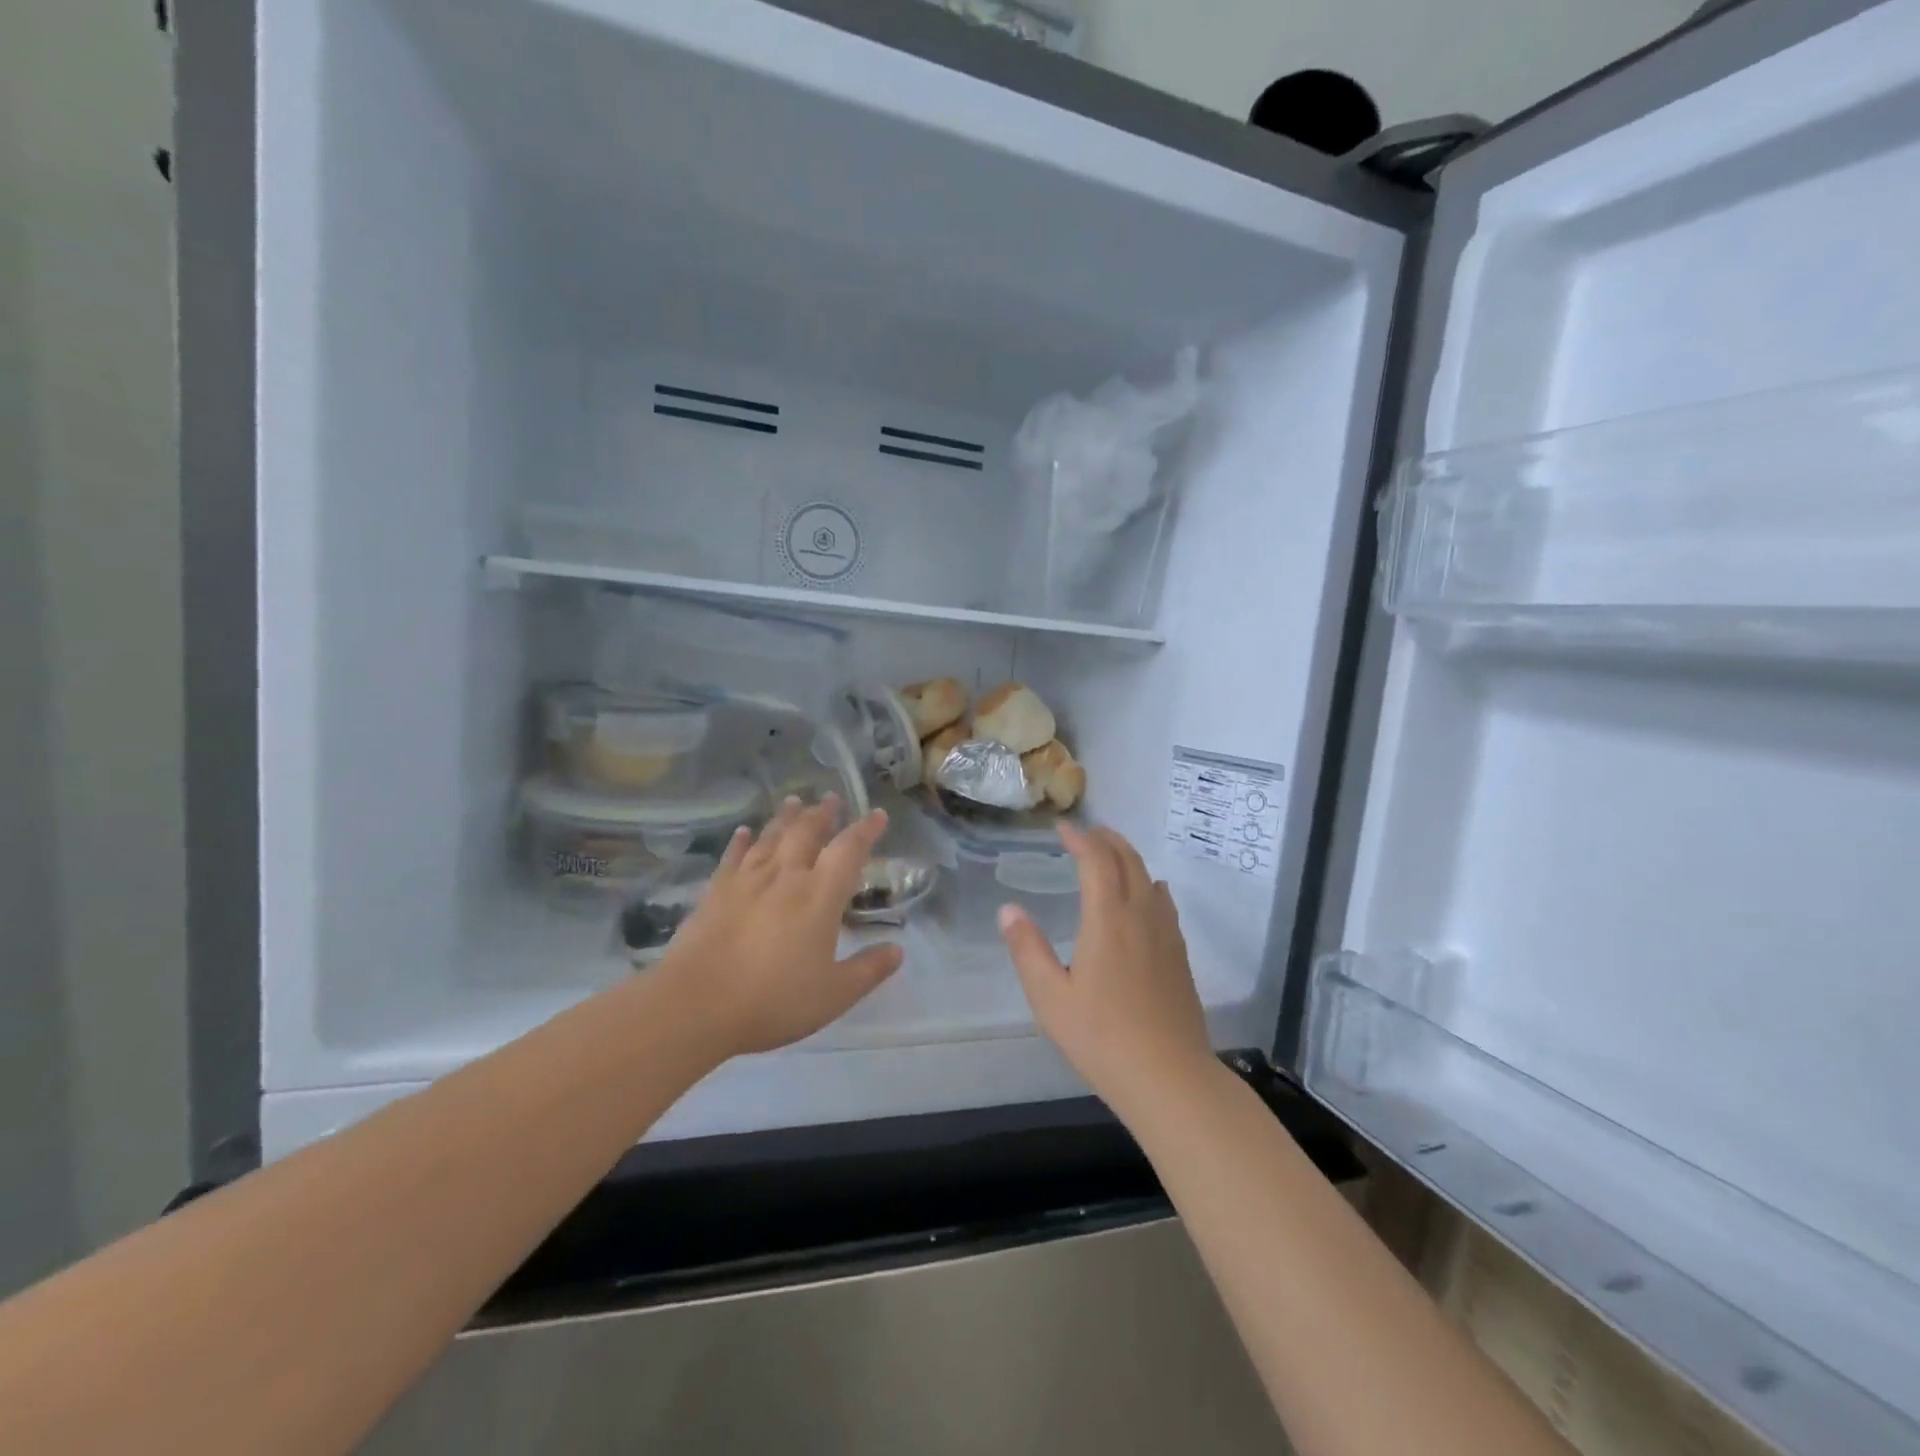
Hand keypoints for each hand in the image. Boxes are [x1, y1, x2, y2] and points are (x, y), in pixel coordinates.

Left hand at [660, 796, 902, 1058]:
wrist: (696, 1004)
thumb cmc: (773, 999)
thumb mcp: (833, 994)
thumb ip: (868, 970)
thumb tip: (898, 951)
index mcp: (819, 896)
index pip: (849, 850)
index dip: (865, 830)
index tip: (877, 814)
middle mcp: (785, 876)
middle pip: (807, 832)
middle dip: (822, 813)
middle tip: (831, 798)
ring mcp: (747, 880)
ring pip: (771, 837)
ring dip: (786, 817)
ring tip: (795, 801)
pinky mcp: (715, 892)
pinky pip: (733, 856)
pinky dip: (742, 841)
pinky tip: (744, 831)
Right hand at [999, 824, 1214, 1115]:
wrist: (1170, 1077)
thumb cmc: (1102, 1038)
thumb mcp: (1050, 997)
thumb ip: (1027, 949)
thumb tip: (1008, 910)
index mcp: (1108, 920)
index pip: (1096, 861)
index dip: (1080, 838)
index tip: (1062, 828)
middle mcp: (1141, 916)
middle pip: (1128, 860)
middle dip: (1107, 839)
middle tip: (1086, 833)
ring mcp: (1166, 934)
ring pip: (1149, 877)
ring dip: (1128, 857)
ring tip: (1110, 855)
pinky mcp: (1179, 954)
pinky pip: (1163, 902)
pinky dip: (1147, 883)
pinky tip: (1145, 896)